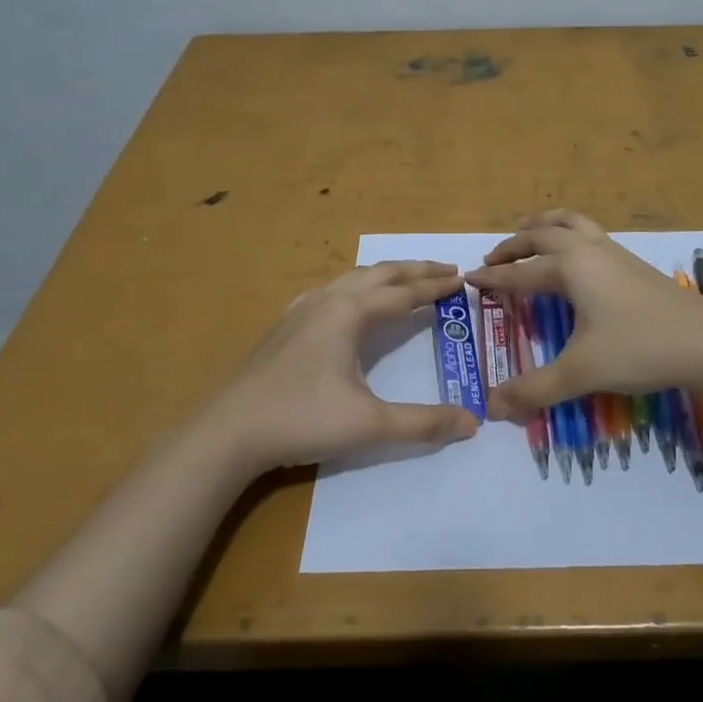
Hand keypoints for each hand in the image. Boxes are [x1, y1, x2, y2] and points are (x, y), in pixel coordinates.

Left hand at [200, 261, 479, 471]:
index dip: (435, 286)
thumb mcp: (370, 425)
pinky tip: (347, 302)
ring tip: (405, 280)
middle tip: (446, 269)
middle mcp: (327, 301)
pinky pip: (328, 292)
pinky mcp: (283, 326)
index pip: (404, 292)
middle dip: (415, 270)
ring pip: (352, 279)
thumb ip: (423, 423)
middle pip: (380, 274)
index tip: (463, 278)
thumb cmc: (302, 420)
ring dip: (385, 276)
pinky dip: (354, 288)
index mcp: (350, 313)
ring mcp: (301, 310)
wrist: (229, 432)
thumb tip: (473, 423)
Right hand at [466, 210, 702, 419]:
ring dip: (545, 226)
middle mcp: (589, 250)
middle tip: (493, 259)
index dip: (493, 278)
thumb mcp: (581, 372)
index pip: (520, 272)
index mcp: (571, 267)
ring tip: (530, 232)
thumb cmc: (639, 349)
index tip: (468, 279)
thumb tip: (492, 407)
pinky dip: (571, 233)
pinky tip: (577, 257)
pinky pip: (592, 234)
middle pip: (543, 234)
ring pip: (572, 223)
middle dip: (514, 245)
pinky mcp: (635, 264)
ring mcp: (616, 253)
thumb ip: (534, 389)